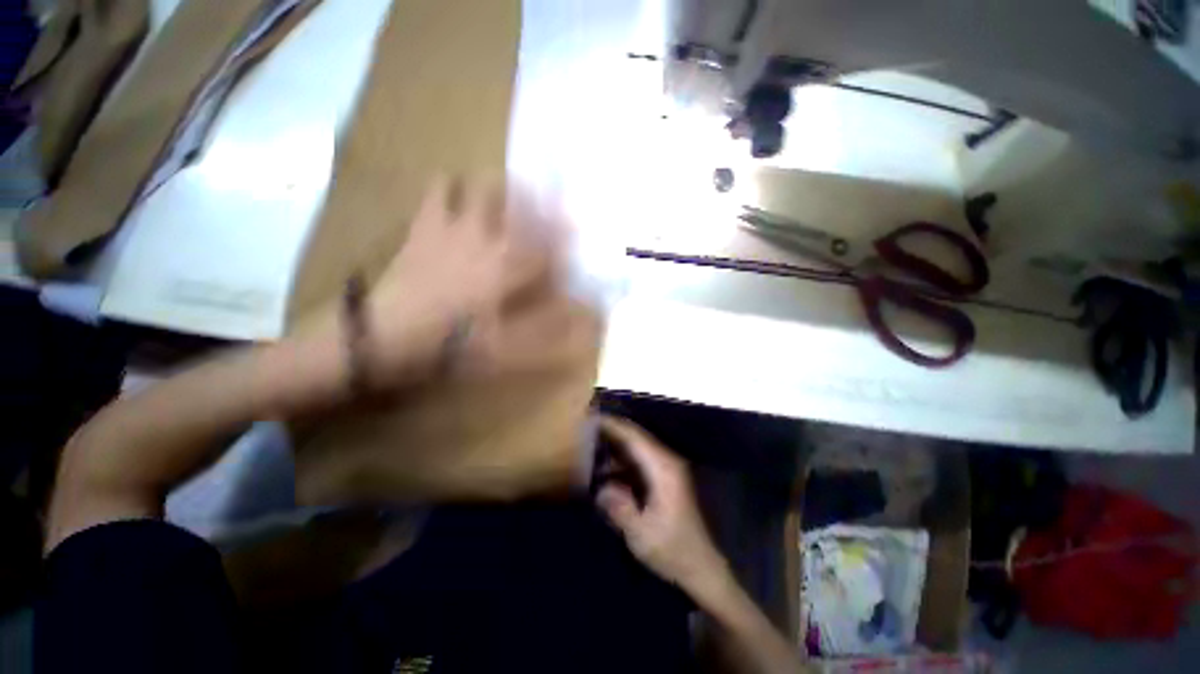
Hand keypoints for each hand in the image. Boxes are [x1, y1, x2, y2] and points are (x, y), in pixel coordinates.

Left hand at [363, 177, 591, 383]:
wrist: (383, 337)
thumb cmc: (450, 345)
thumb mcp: (506, 350)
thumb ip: (549, 334)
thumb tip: (583, 322)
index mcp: (507, 270)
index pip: (548, 246)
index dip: (566, 237)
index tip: (579, 226)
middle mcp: (487, 240)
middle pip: (520, 206)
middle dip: (539, 198)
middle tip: (547, 193)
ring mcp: (453, 228)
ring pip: (482, 188)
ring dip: (500, 186)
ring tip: (508, 188)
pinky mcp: (424, 227)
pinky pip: (438, 190)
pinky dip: (451, 183)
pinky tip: (457, 187)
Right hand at [595, 416, 732, 597]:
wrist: (700, 566)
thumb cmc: (672, 550)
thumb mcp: (641, 534)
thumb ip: (619, 507)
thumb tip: (600, 488)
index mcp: (662, 467)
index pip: (632, 435)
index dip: (611, 425)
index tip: (588, 418)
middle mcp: (665, 460)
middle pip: (634, 436)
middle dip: (610, 431)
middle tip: (583, 430)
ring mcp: (665, 468)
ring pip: (635, 447)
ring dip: (613, 446)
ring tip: (588, 449)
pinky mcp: (663, 479)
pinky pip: (638, 460)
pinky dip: (620, 460)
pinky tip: (604, 471)